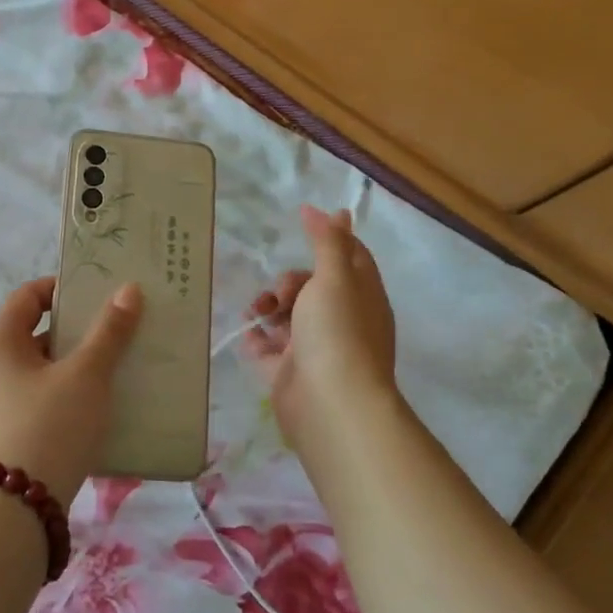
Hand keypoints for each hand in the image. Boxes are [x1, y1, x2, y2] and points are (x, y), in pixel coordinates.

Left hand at [0, 275, 142, 501]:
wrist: (13, 514)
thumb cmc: (48, 427)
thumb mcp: (86, 375)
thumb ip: (109, 332)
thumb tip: (128, 290)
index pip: (29, 295)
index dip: (65, 288)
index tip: (103, 293)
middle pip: (39, 332)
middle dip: (81, 329)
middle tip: (122, 328)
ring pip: (45, 369)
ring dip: (81, 365)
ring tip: (122, 365)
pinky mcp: (10, 435)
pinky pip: (44, 400)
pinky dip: (71, 395)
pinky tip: (105, 405)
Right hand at [243, 206, 399, 451]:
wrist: (330, 404)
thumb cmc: (338, 332)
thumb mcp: (335, 277)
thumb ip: (329, 242)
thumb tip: (333, 209)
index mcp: (363, 295)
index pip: (352, 257)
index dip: (331, 238)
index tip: (304, 221)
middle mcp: (343, 320)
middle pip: (313, 287)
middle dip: (290, 282)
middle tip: (280, 293)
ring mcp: (318, 348)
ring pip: (290, 316)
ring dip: (270, 308)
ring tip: (257, 314)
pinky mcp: (292, 372)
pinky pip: (270, 348)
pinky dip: (258, 338)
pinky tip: (249, 334)